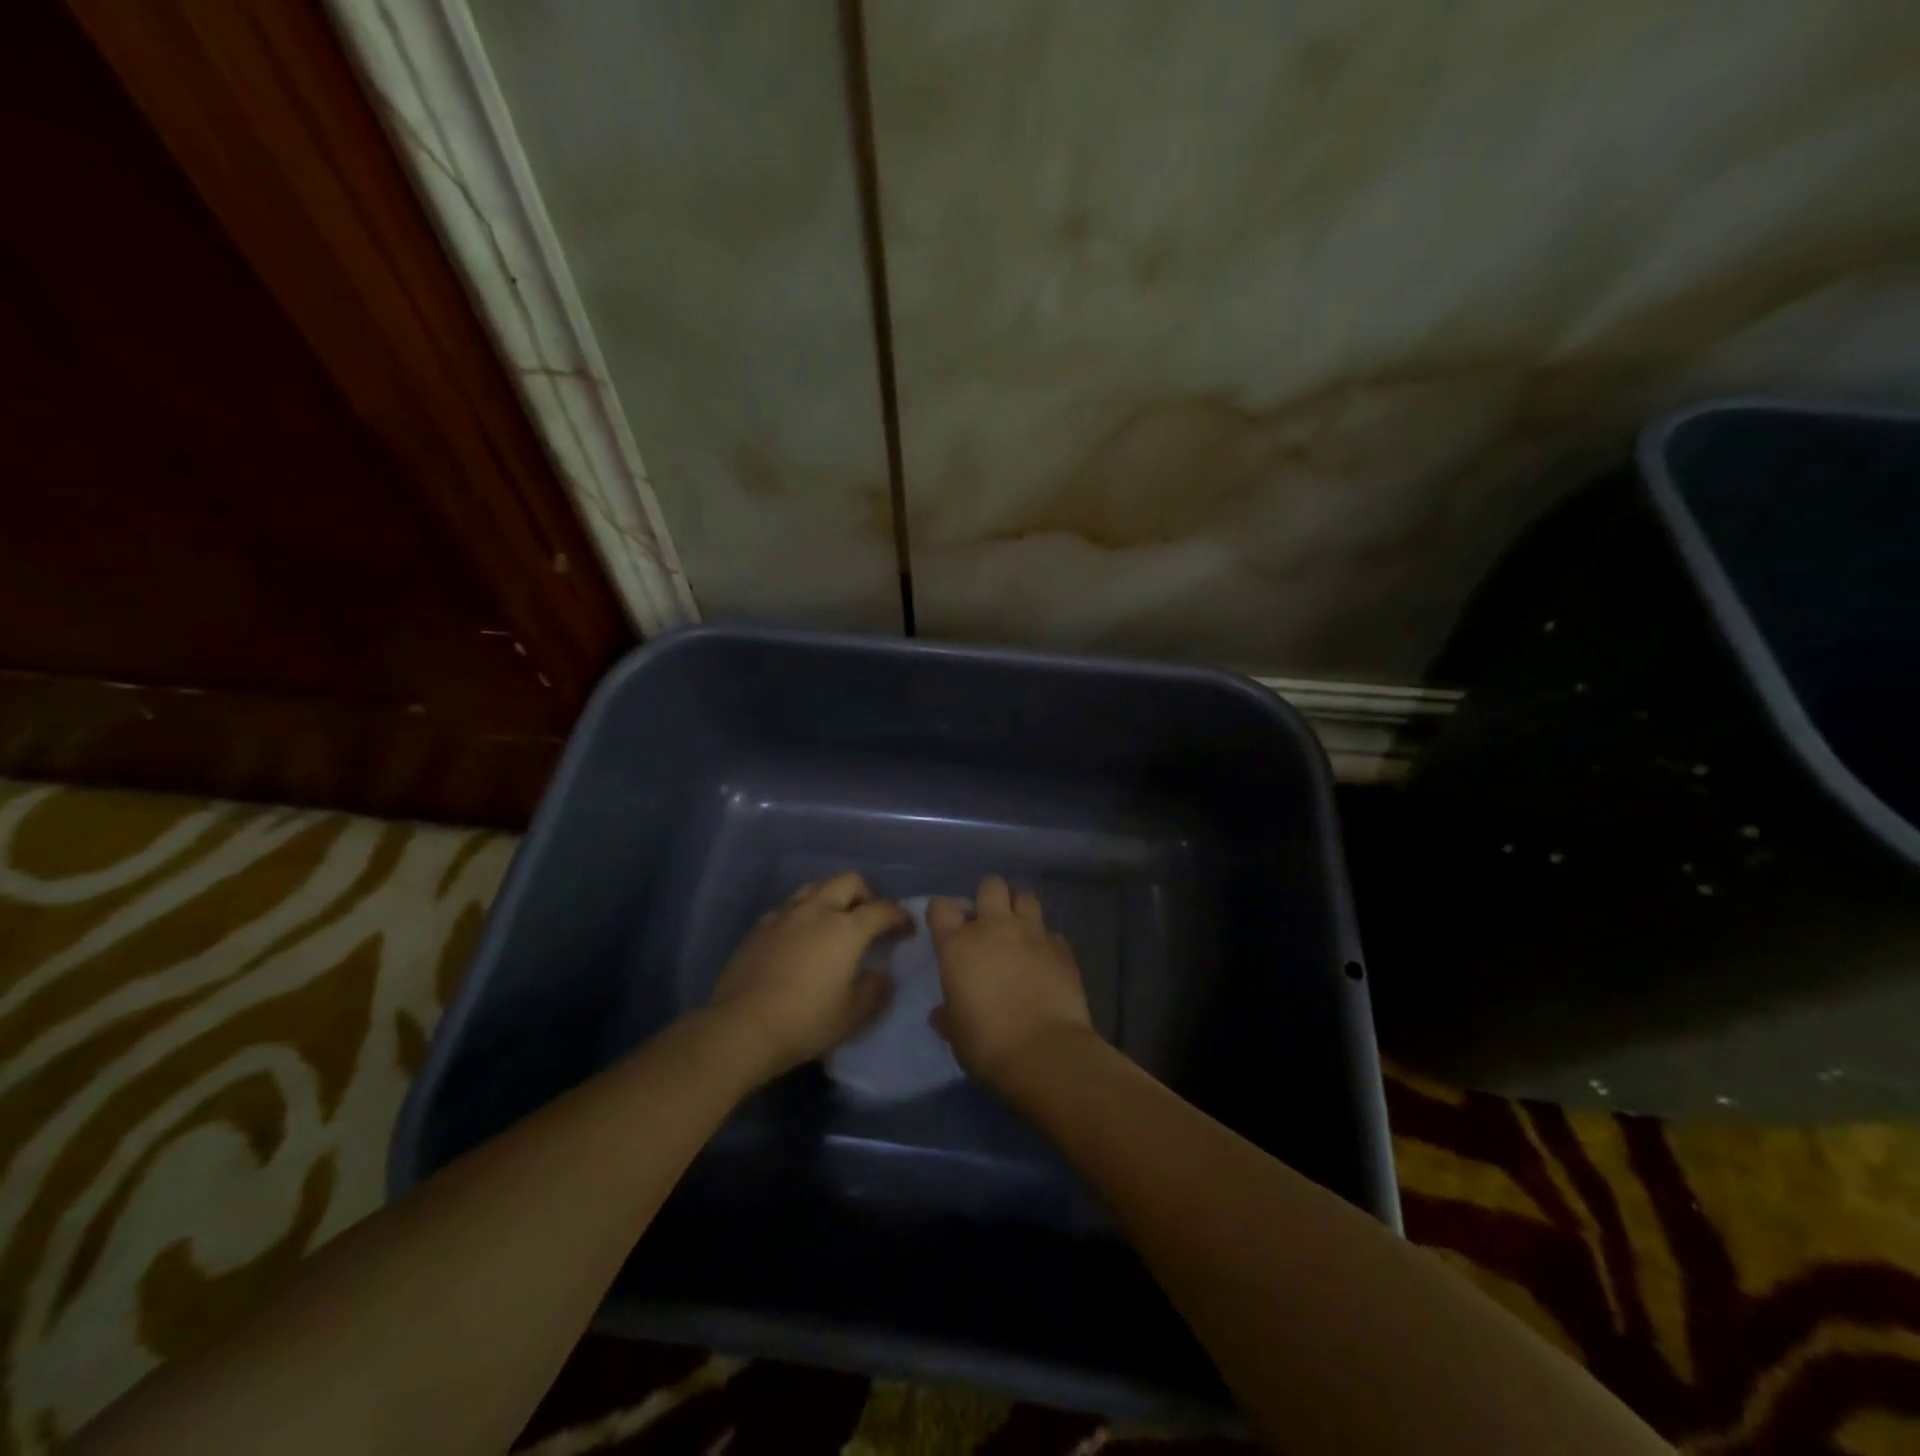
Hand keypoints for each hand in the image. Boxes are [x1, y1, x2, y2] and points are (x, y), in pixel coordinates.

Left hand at [707, 872, 907, 1078]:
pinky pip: (788, 907)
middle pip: (849, 881)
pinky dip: (802, 914)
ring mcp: (785, 915)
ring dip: (831, 898)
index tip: (907, 929)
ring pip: (816, 887)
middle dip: (866, 895)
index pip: (883, 909)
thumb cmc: (805, 1022)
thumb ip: (875, 990)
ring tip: (833, 924)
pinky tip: (799, 939)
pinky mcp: (759, 927)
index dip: (900, 916)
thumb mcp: (852, 1015)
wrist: (741, 1028)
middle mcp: (817, 910)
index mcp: (847, 928)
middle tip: (868, 921)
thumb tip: (882, 976)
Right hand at [926, 875, 1095, 1084]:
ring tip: (1021, 931)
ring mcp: (1032, 934)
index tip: (947, 925)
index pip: (941, 907)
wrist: (1044, 1052)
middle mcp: (994, 928)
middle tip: (990, 922)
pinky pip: (1052, 932)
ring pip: (1027, 897)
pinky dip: (1047, 941)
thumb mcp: (956, 1033)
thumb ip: (948, 1015)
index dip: (943, 911)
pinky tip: (1046, 959)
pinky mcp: (1062, 948)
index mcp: (958, 945)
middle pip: (991, 885)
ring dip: (1021, 910)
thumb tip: (941, 1013)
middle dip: (989, 897)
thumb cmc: (987, 1044)